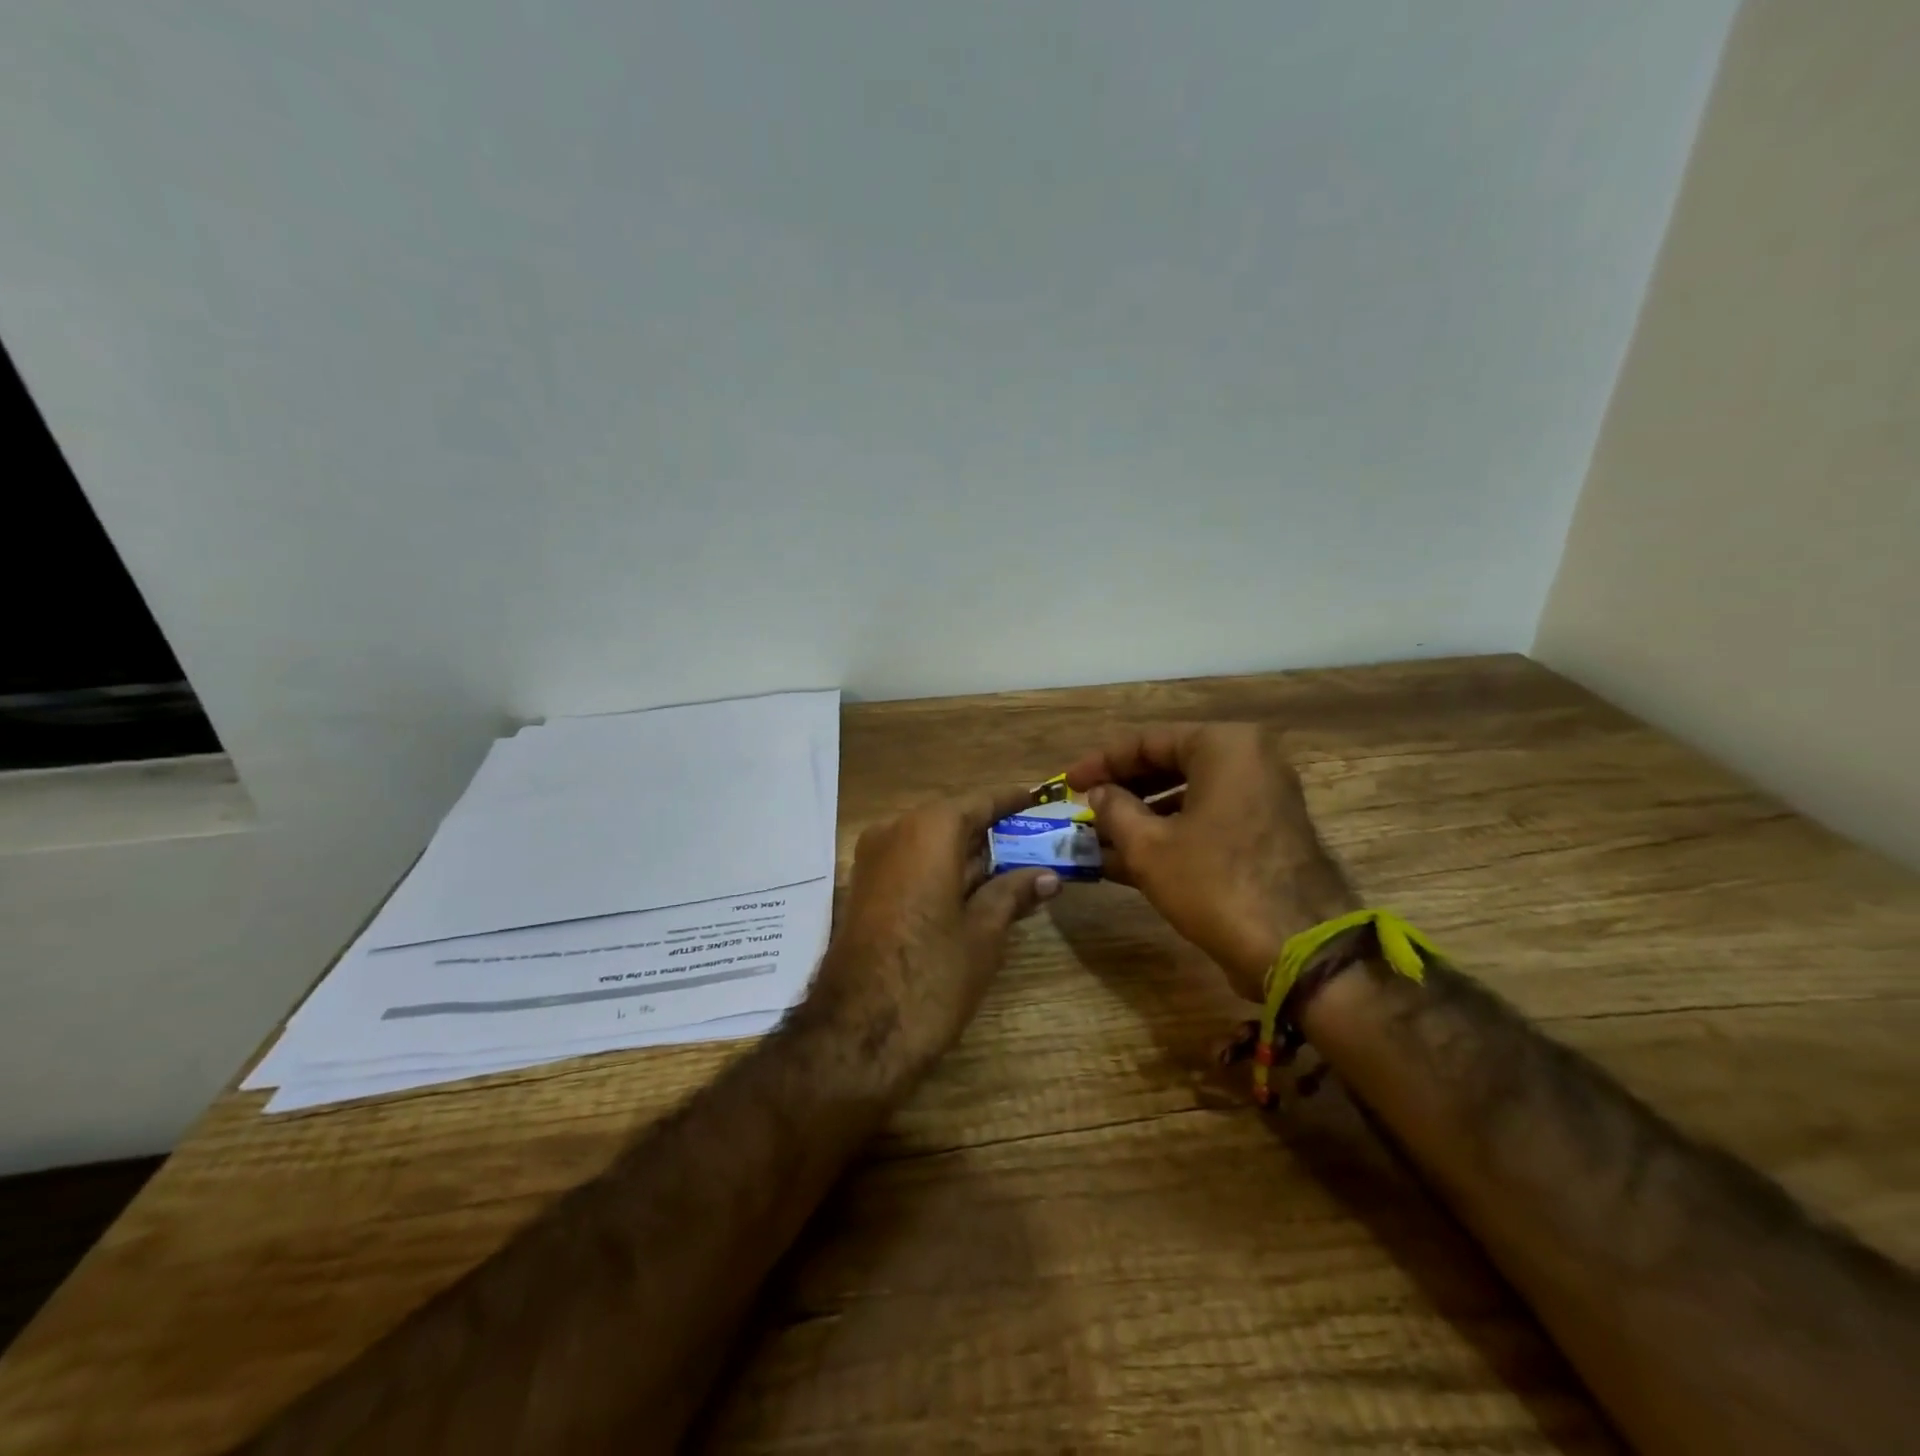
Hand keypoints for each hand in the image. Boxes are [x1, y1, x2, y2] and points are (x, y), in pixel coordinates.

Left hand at [809, 787, 1060, 1072]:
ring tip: (1014, 864)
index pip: (978, 802)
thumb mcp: (983, 933)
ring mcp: (873, 861)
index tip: (1036, 796)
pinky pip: (911, 865)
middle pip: (951, 820)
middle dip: (991, 831)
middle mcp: (895, 833)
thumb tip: (1047, 877)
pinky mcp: (864, 891)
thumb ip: (1013, 894)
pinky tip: (976, 890)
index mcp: (928, 830)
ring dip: (968, 854)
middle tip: (1033, 838)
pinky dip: (943, 871)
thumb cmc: (931, 974)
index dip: (1009, 800)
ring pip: (930, 844)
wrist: (856, 1032)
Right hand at [1063, 724, 1355, 1001]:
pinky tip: (1126, 860)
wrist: (1297, 950)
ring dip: (1140, 818)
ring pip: (1186, 797)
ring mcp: (1262, 799)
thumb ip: (1114, 810)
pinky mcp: (1265, 834)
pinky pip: (1206, 821)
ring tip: (1096, 839)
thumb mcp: (1149, 846)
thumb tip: (1099, 794)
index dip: (1101, 762)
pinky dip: (1169, 836)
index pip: (1147, 741)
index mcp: (1224, 746)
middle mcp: (1249, 761)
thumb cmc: (1215, 883)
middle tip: (1083, 809)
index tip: (1067, 782)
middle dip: (1121, 792)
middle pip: (1168, 765)